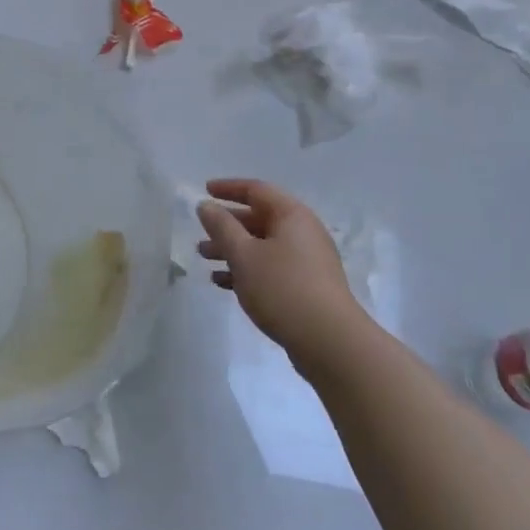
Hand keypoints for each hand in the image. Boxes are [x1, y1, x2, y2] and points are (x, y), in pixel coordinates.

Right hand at [197, 178, 370, 373]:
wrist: (329, 341)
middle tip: (201, 234)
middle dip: (227, 225)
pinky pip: (271, 268)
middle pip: (259, 218)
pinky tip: (223, 283)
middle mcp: (303, 232)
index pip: (257, 190)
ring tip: (205, 259)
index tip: (204, 190)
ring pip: (263, 246)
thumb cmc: (282, 288)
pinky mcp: (306, 286)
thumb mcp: (244, 254)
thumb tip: (206, 205)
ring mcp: (307, 261)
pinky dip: (247, 270)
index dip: (228, 188)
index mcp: (292, 215)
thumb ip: (221, 227)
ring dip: (233, 249)